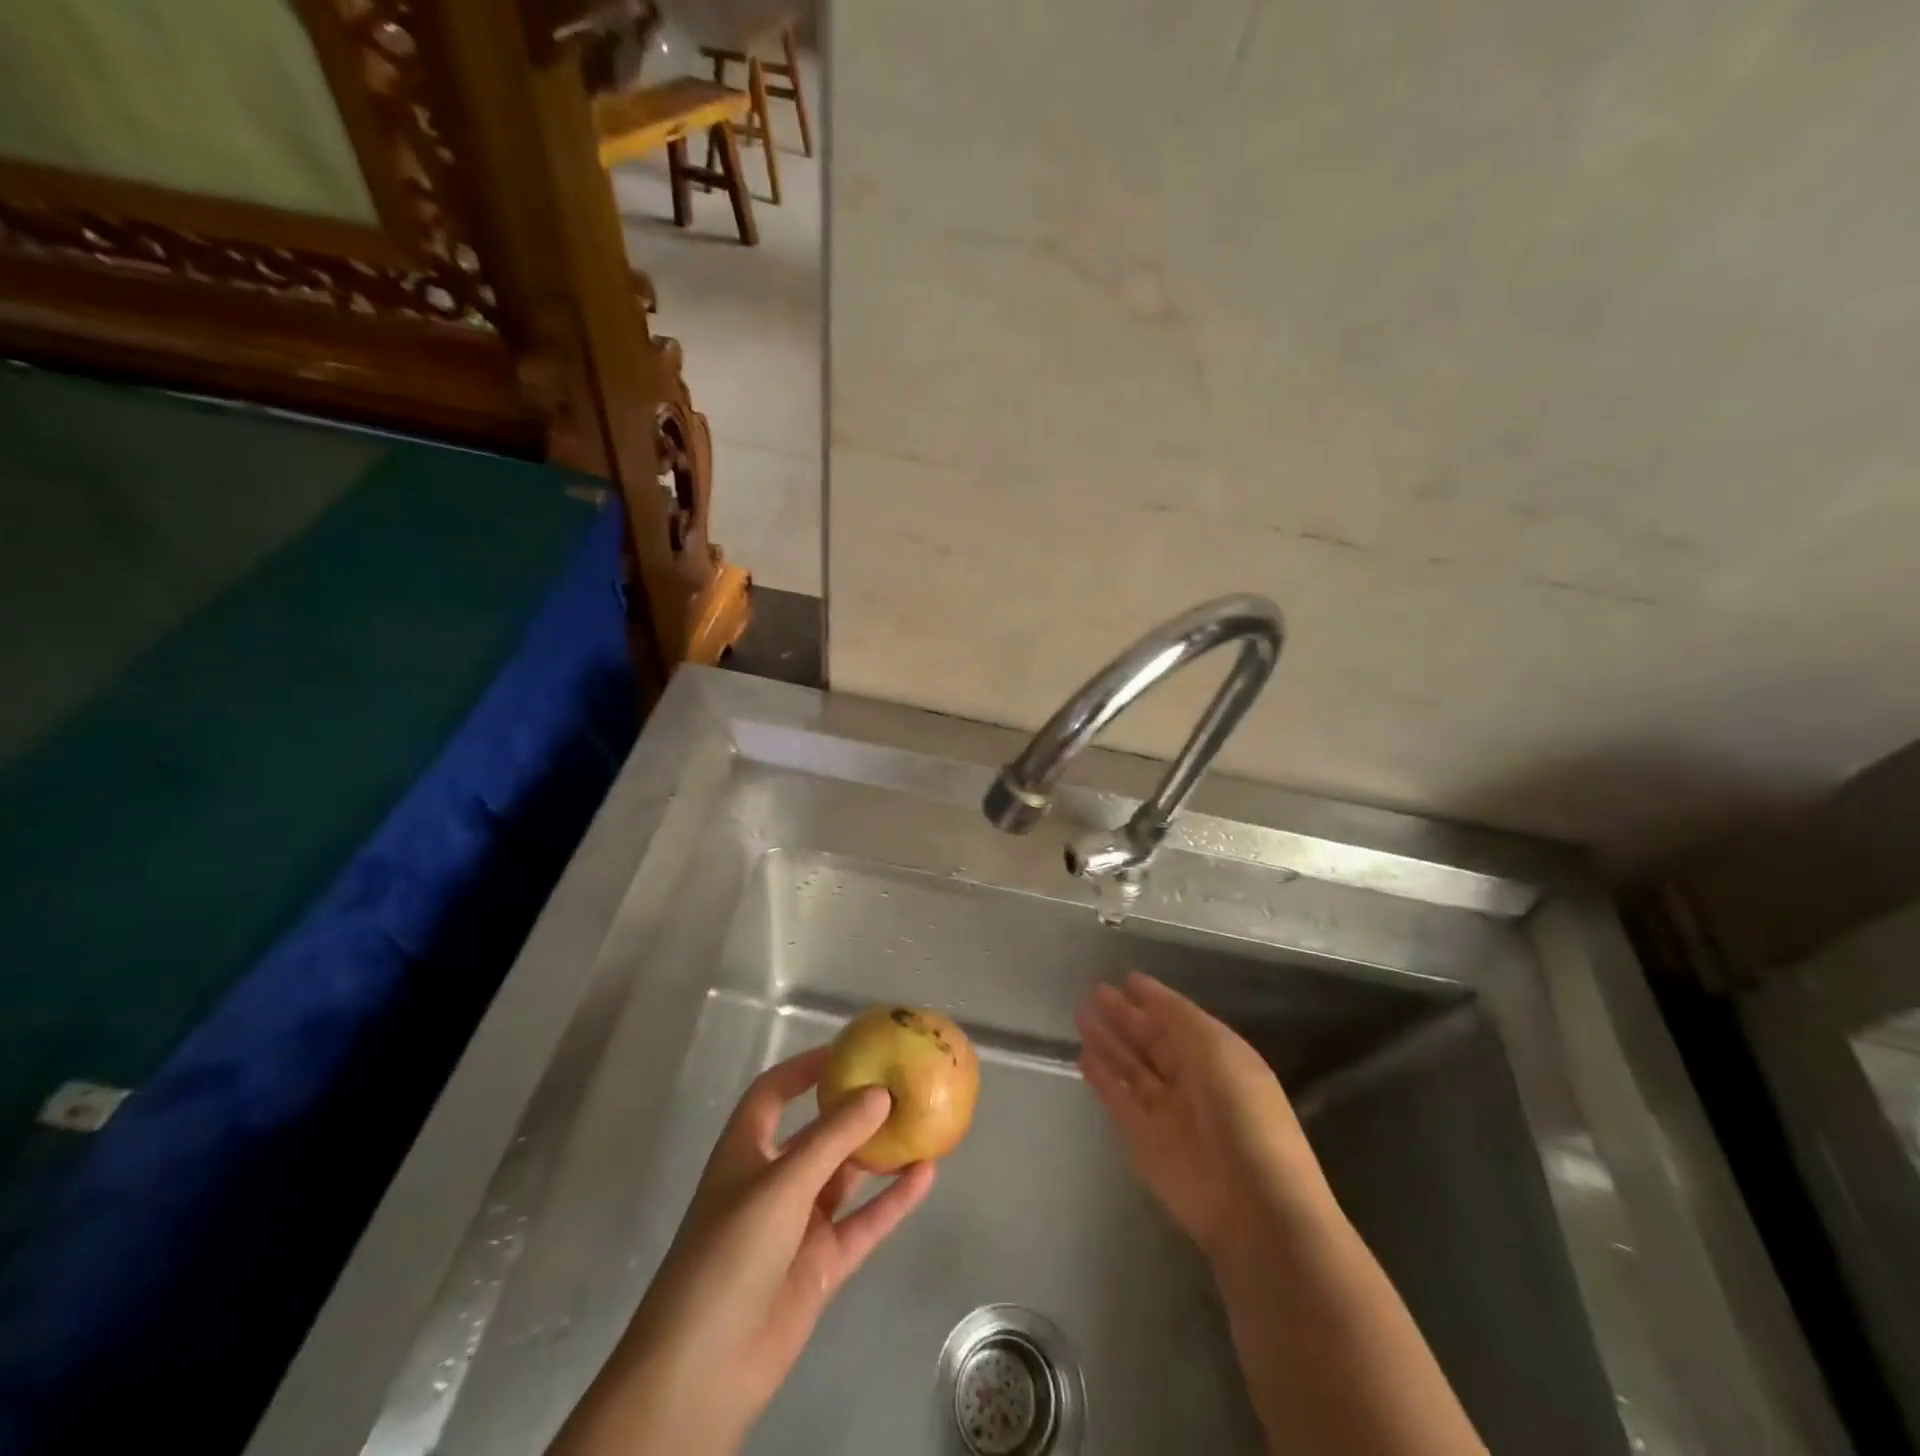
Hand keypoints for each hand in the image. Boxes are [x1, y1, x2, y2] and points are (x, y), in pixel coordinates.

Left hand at [551, 1048, 935, 1455]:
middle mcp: (773, 1180)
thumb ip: (833, 1137)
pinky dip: (892, 1200)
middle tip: (900, 1082)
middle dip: (854, 1109)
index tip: (848, 1050)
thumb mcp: (781, 1184)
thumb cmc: (729, 1254)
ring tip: (921, 1120)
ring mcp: (798, 1224)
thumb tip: (881, 1092)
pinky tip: (926, 1174)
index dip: (805, 1069)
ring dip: (878, 1152)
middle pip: (818, 1132)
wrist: (704, 1369)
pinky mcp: (821, 1264)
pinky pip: (864, 1222)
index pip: (774, 1093)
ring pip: (846, 1176)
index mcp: (746, 1151)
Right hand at [1076, 972, 1330, 1257]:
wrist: (1252, 1201)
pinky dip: (1101, 1078)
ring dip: (1108, 1041)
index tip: (1127, 978)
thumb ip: (1176, 1016)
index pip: (1179, 1020)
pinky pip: (1118, 1099)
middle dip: (1125, 1016)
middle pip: (1152, 1041)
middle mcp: (1192, 1080)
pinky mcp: (1143, 1139)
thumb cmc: (1241, 1111)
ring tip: (1079, 1015)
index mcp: (1218, 1056)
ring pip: (1131, 1067)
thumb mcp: (1214, 1047)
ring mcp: (1167, 1111)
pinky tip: (1082, 1056)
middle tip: (1095, 991)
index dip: (1154, 999)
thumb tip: (1144, 989)